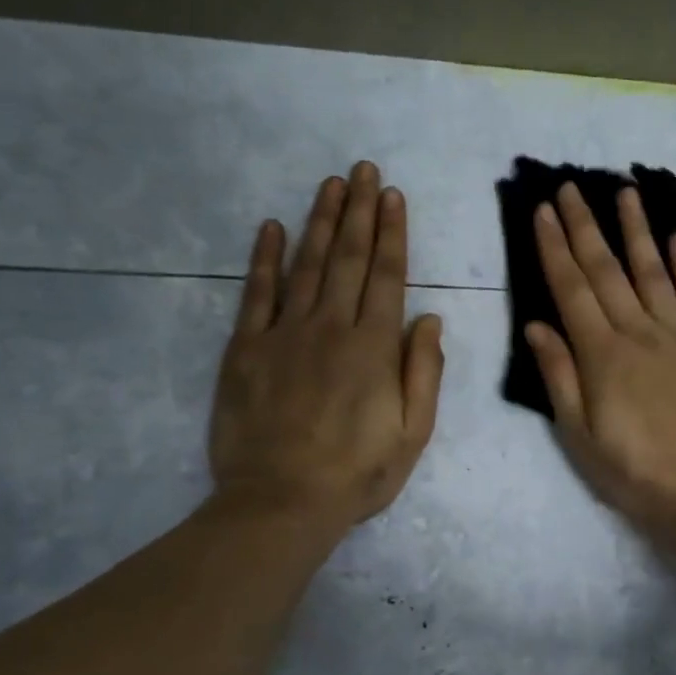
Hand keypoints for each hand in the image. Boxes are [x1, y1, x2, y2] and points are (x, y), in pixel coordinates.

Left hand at [210, 161, 444, 531]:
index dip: (392, 234)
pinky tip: (271, 227)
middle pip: (349, 259)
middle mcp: (331, 328)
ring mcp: (284, 334)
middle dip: (360, 212)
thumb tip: (429, 319)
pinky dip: (264, 258)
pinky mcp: (246, 349)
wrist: (281, 503)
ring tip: (332, 185)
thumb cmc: (357, 475)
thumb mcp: (412, 434)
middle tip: (364, 170)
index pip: (388, 277)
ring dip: (321, 222)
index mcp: (374, 348)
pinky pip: (256, 293)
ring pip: (307, 265)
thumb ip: (424, 373)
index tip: (393, 196)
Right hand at [525, 183, 675, 541]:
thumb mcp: (579, 436)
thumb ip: (559, 376)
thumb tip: (536, 325)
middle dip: (585, 226)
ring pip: (653, 272)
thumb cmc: (634, 472)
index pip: (571, 289)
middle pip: (607, 270)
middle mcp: (639, 333)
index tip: (543, 210)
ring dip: (636, 230)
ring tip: (625, 191)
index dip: (554, 247)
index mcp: (602, 355)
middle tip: (570, 186)